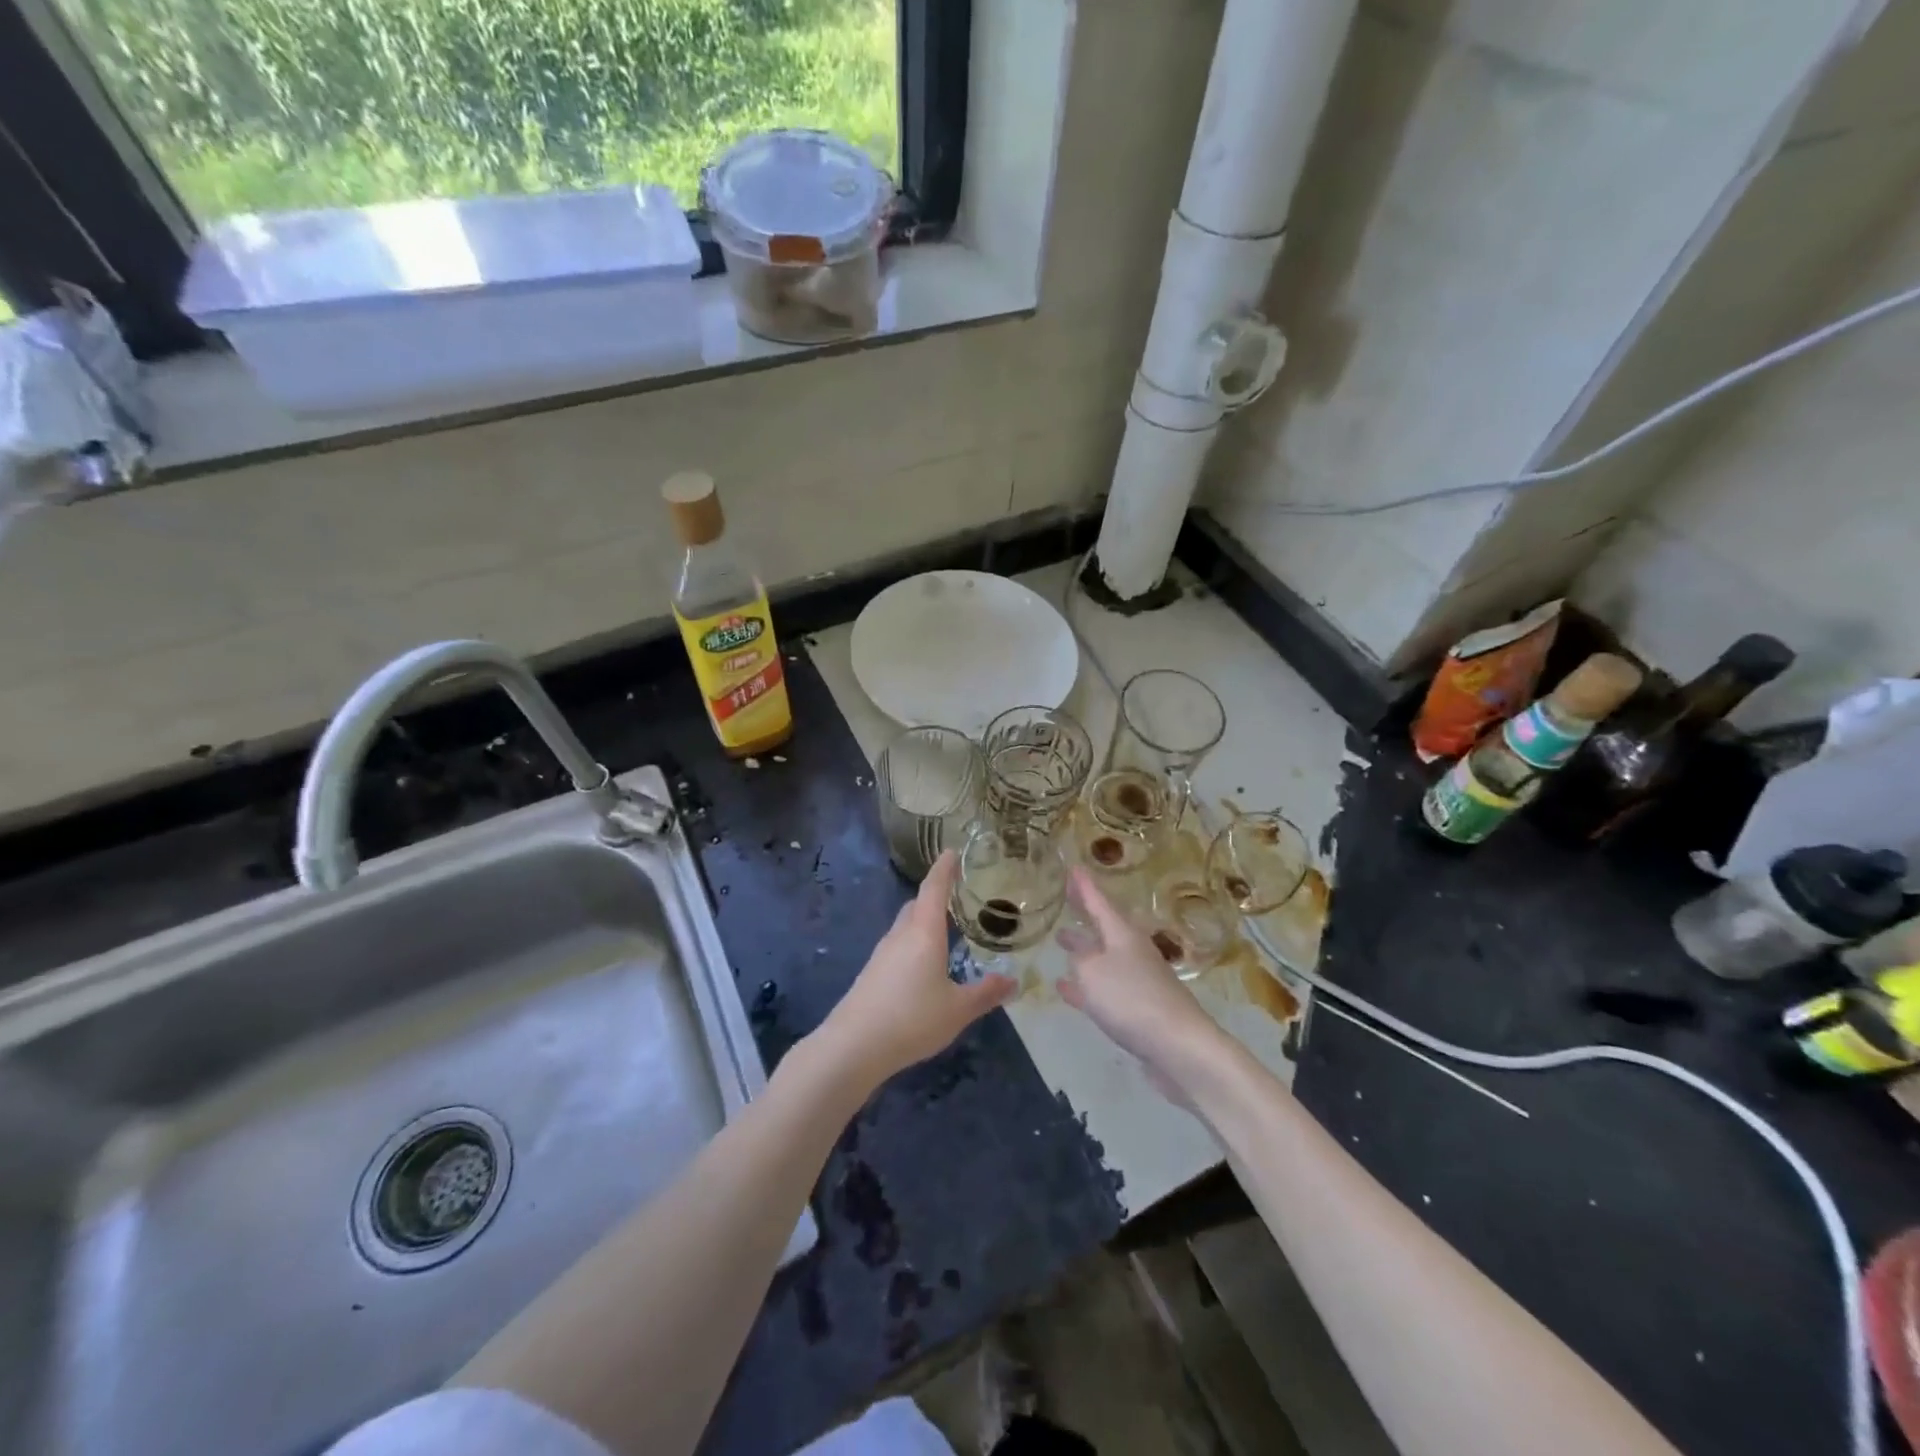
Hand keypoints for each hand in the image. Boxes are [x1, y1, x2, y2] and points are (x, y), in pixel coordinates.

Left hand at [815, 851, 1015, 1088]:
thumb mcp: (958, 1010)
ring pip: (905, 925)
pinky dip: (913, 942)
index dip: (944, 868)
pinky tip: (923, 964)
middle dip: (935, 895)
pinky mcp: (872, 972)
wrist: (853, 1045)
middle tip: (956, 893)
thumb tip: (1013, 981)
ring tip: (944, 928)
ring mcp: (882, 953)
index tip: (951, 851)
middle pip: (917, 904)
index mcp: (924, 932)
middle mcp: (901, 935)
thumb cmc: (912, 1019)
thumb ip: (985, 993)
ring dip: (923, 919)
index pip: (934, 888)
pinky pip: (897, 945)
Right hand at [1057, 868, 1227, 1092]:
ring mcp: (1137, 980)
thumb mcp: (1092, 972)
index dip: (1084, 886)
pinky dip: (1084, 985)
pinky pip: (1104, 988)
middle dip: (1085, 913)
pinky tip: (1065, 988)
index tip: (1073, 867)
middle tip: (1068, 897)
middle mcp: (1132, 951)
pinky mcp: (1137, 1008)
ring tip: (1061, 940)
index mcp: (1122, 934)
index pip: (1099, 902)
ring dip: (1083, 948)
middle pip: (1104, 926)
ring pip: (1103, 956)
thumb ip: (1080, 960)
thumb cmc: (1131, 998)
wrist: (1178, 1046)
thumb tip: (1080, 956)